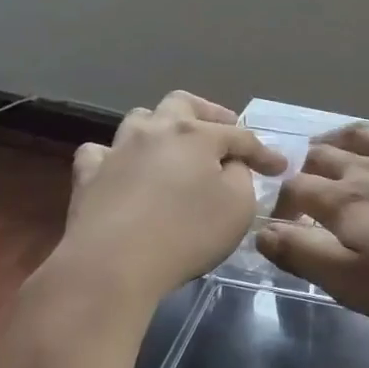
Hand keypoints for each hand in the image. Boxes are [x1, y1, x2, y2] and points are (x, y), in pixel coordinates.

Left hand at [56, 92, 286, 301]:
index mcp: (195, 134)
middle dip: (208, 114)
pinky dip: (116, 157)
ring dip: (161, 127)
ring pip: (140, 119)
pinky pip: (101, 153)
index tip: (279, 168)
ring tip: (173, 146)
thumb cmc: (186, 233)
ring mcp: (117, 150)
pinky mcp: (88, 176)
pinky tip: (122, 169)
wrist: (113, 263)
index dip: (263, 152)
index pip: (239, 136)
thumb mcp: (238, 207)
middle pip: (183, 104)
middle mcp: (155, 130)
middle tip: (224, 132)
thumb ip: (241, 178)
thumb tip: (230, 166)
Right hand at [258, 113, 368, 323]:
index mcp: (343, 200)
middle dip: (306, 168)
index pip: (296, 189)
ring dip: (340, 139)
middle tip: (303, 187)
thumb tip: (262, 232)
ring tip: (329, 147)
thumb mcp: (351, 281)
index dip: (281, 205)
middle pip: (325, 156)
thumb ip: (303, 253)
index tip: (282, 227)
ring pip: (365, 136)